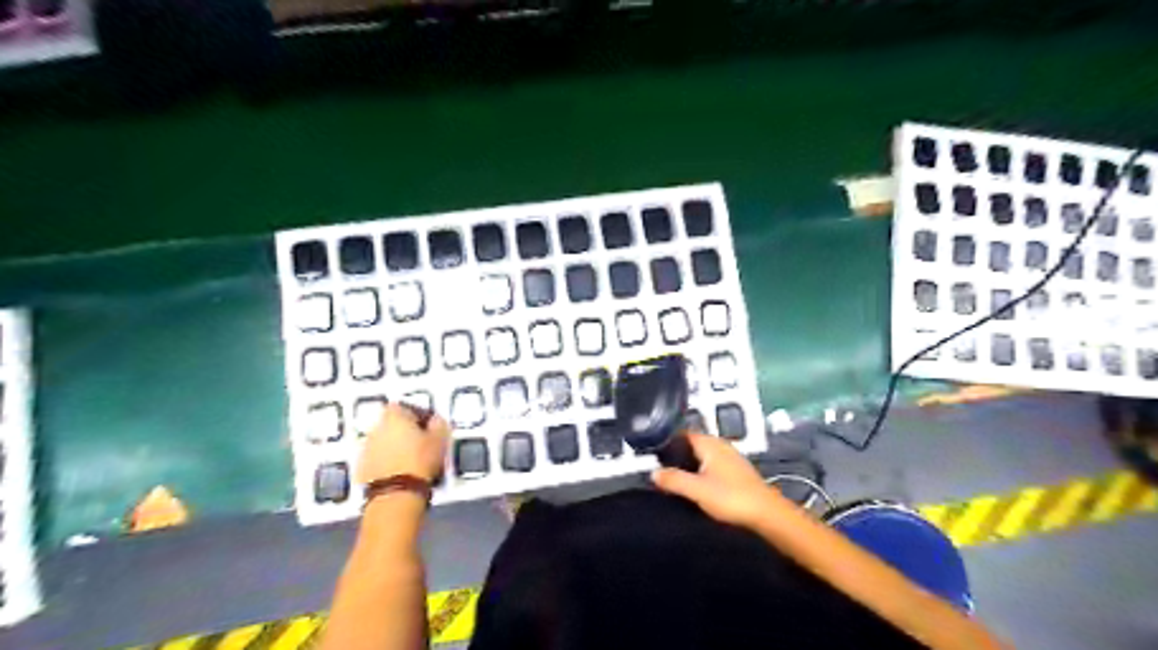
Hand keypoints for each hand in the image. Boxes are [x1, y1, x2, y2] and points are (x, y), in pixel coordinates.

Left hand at [358, 404, 450, 484]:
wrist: (396, 494)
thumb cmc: (420, 461)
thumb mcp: (439, 439)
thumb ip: (438, 424)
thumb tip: (436, 421)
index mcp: (394, 416)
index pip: (404, 406)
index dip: (417, 414)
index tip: (428, 425)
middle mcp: (376, 428)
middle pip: (391, 423)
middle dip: (404, 430)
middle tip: (420, 441)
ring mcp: (366, 448)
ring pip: (383, 441)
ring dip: (394, 446)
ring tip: (411, 459)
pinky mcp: (361, 468)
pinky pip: (376, 458)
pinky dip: (386, 461)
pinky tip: (400, 471)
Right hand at [649, 432, 786, 528]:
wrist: (767, 514)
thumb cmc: (730, 497)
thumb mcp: (696, 490)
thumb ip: (673, 479)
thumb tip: (653, 472)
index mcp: (709, 443)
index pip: (683, 433)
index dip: (667, 441)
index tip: (652, 452)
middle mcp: (720, 445)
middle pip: (692, 444)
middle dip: (677, 454)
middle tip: (659, 467)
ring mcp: (731, 457)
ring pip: (703, 455)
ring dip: (690, 464)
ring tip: (674, 478)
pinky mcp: (737, 471)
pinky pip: (712, 465)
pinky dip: (702, 471)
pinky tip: (696, 485)